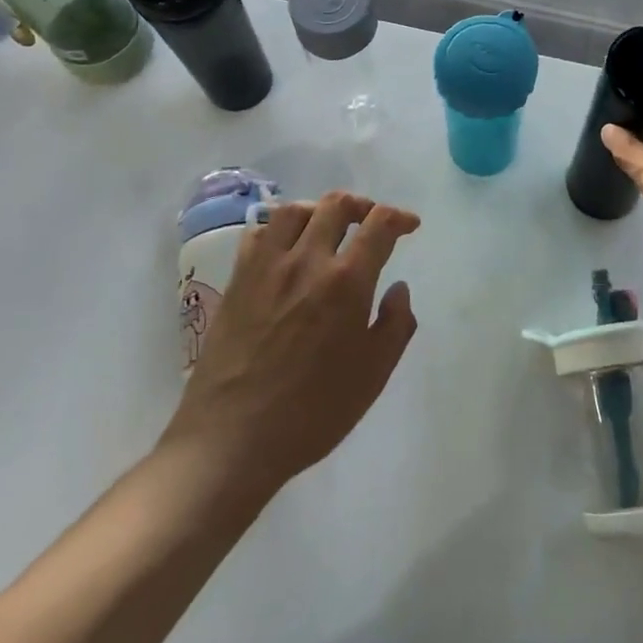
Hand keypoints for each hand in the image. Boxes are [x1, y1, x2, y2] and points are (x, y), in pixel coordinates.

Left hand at [162, 192, 420, 499]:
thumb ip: (396, 325)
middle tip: (371, 223)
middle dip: (362, 205)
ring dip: (319, 210)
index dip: (399, 217)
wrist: (233, 438)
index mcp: (347, 281)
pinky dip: (279, 227)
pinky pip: (259, 232)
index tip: (409, 226)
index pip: (379, 224)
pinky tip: (287, 247)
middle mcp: (307, 260)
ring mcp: (267, 267)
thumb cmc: (312, 412)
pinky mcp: (238, 279)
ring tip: (329, 227)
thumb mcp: (373, 375)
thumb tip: (398, 288)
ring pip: (295, 210)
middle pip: (336, 205)